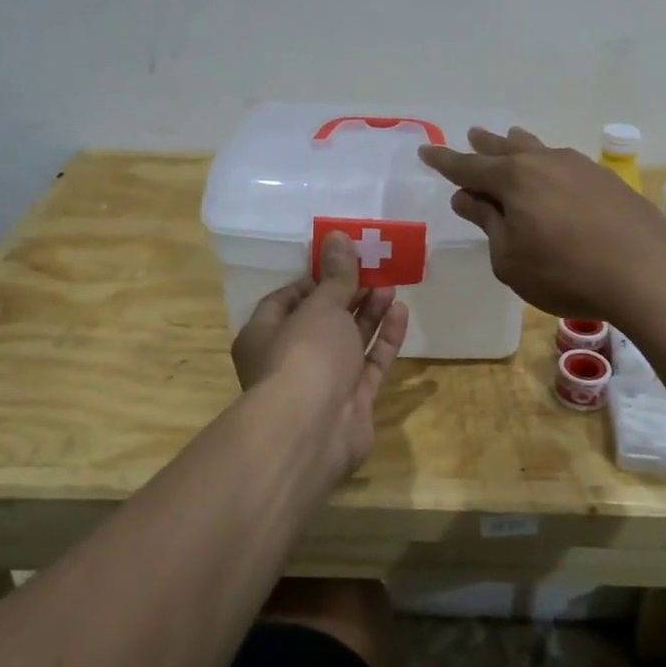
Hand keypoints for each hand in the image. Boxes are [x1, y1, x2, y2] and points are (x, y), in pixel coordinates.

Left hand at [230, 232, 409, 480]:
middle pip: (322, 320)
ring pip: (348, 341)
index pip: (287, 299)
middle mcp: (290, 358)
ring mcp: (323, 382)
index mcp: (264, 334)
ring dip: (369, 313)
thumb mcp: (321, 306)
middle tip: (375, 270)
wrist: (312, 430)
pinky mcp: (352, 401)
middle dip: (349, 294)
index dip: (315, 279)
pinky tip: (401, 313)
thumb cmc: (304, 355)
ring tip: (392, 285)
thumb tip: (338, 236)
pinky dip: (384, 340)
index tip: (342, 261)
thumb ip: (336, 275)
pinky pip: (370, 364)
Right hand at [419, 126, 665, 321]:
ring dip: (518, 145)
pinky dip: (547, 162)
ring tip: (509, 136)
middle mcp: (544, 162)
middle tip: (471, 135)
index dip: (445, 162)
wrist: (647, 272)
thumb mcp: (510, 258)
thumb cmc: (565, 271)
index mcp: (513, 179)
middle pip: (505, 149)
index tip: (426, 151)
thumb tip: (468, 197)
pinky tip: (553, 169)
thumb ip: (488, 223)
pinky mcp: (606, 181)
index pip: (468, 167)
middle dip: (484, 146)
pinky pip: (564, 163)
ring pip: (539, 150)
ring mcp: (579, 167)